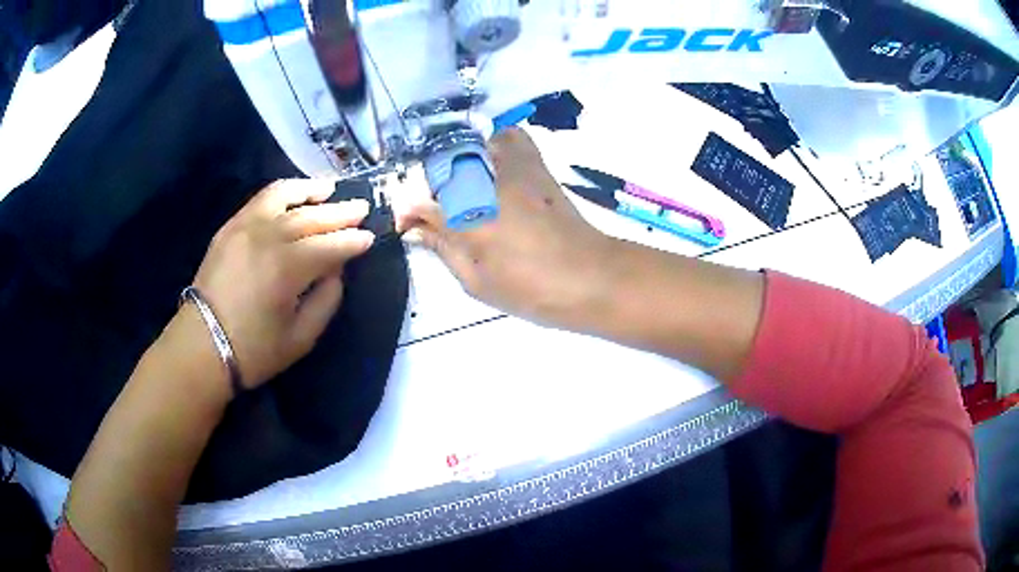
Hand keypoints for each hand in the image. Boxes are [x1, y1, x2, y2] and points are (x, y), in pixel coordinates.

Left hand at [188, 179, 373, 387]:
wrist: (201, 346)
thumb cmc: (253, 350)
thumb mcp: (301, 338)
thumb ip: (326, 300)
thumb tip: (336, 271)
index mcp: (287, 268)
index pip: (331, 246)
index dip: (354, 241)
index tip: (371, 237)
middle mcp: (268, 237)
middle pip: (312, 216)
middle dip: (341, 212)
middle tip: (362, 208)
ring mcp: (246, 226)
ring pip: (286, 196)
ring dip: (312, 190)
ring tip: (331, 189)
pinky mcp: (231, 226)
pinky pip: (262, 199)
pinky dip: (284, 192)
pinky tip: (297, 194)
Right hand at [395, 128, 615, 327]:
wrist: (591, 277)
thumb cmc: (532, 289)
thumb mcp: (476, 280)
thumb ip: (442, 248)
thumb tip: (415, 229)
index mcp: (469, 216)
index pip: (421, 201)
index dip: (409, 211)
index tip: (407, 225)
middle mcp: (487, 182)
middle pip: (442, 164)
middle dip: (428, 183)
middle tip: (431, 207)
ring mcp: (515, 167)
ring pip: (474, 143)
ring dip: (457, 159)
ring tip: (458, 186)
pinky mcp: (537, 166)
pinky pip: (510, 138)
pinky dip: (494, 144)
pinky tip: (490, 169)